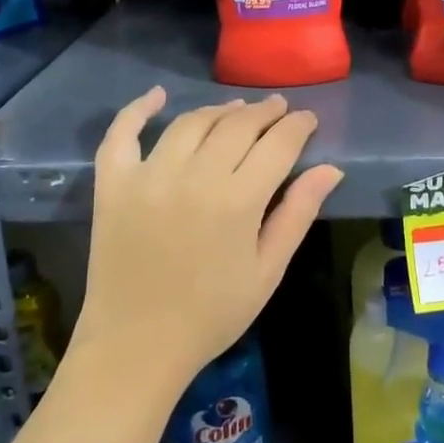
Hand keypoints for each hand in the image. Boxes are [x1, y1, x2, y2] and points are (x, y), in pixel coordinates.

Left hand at [75, 89, 343, 398]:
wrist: (137, 346)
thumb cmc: (212, 314)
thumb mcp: (267, 270)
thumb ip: (298, 214)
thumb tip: (330, 169)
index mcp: (238, 201)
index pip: (278, 144)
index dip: (298, 125)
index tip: (307, 119)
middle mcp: (195, 176)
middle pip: (237, 126)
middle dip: (265, 112)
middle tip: (278, 109)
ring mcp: (149, 176)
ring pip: (191, 123)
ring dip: (219, 110)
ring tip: (237, 111)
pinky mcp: (113, 184)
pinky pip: (122, 134)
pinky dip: (138, 109)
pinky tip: (157, 96)